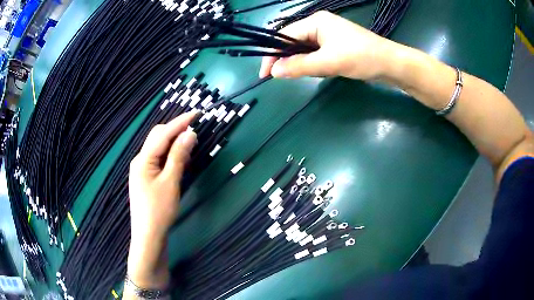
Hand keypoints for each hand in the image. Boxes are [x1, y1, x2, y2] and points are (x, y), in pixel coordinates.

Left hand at [126, 112, 196, 290]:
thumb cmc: (159, 210)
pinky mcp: (146, 177)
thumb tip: (189, 134)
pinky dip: (170, 154)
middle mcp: (140, 160)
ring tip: (190, 141)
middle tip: (194, 128)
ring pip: (158, 148)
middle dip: (175, 130)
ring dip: (173, 142)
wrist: (149, 235)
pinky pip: (158, 159)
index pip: (162, 134)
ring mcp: (142, 169)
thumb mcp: (171, 182)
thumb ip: (178, 156)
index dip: (180, 122)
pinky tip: (179, 157)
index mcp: (143, 159)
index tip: (196, 113)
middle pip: (157, 137)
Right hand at [259, 11, 396, 80]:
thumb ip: (299, 66)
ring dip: (304, 63)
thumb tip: (274, 71)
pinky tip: (323, 71)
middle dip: (289, 59)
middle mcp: (318, 25)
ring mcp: (328, 35)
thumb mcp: (329, 62)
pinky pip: (316, 54)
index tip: (265, 74)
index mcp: (315, 22)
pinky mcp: (335, 45)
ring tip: (316, 72)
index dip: (271, 54)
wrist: (390, 64)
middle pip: (292, 42)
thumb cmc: (362, 58)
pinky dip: (315, 64)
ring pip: (304, 50)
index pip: (284, 36)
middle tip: (287, 77)